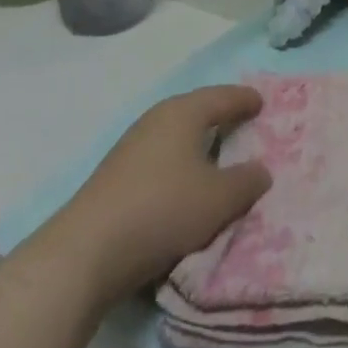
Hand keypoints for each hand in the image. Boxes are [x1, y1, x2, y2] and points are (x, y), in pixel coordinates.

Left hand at [46, 86, 270, 311]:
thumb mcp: (217, 200)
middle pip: (196, 110)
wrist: (86, 251)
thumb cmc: (162, 210)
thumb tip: (261, 170)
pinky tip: (183, 183)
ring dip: (197, 143)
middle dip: (220, 116)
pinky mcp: (116, 175)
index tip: (261, 102)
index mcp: (183, 112)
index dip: (244, 99)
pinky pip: (160, 158)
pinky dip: (178, 164)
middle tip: (242, 124)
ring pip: (175, 136)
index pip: (222, 97)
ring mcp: (132, 146)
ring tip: (216, 156)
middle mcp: (157, 119)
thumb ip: (245, 182)